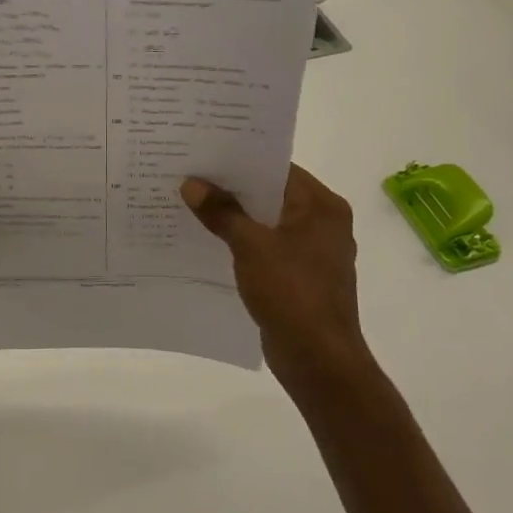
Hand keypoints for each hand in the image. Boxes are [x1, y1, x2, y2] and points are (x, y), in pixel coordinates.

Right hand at [181, 165, 369, 392]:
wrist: (318, 360)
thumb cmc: (292, 293)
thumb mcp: (251, 246)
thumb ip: (221, 212)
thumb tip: (192, 184)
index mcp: (321, 206)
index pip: (278, 168)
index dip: (241, 160)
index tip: (205, 152)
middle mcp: (323, 222)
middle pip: (271, 194)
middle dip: (232, 188)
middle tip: (190, 175)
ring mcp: (312, 252)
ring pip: (266, 222)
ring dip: (234, 217)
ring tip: (191, 204)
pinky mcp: (300, 277)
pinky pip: (266, 247)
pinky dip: (242, 242)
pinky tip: (208, 241)